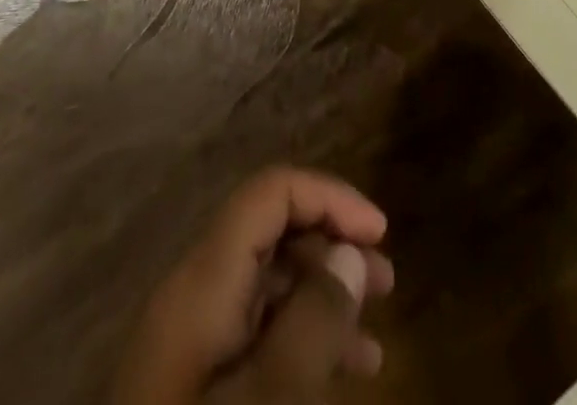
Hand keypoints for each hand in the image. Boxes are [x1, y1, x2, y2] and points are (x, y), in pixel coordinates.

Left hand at [112, 168, 394, 404]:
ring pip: (267, 285)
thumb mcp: (269, 402)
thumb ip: (313, 324)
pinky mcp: (193, 383)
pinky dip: (301, 339)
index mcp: (203, 279)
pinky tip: (343, 374)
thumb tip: (349, 253)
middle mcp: (194, 293)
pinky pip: (256, 334)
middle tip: (386, 282)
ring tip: (375, 334)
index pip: (270, 192)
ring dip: (324, 296)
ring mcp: (190, 341)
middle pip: (270, 232)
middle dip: (332, 244)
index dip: (329, 197)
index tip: (380, 233)